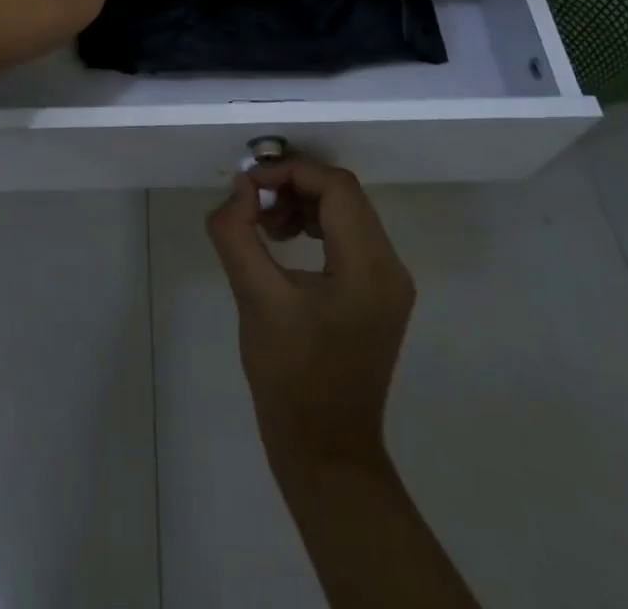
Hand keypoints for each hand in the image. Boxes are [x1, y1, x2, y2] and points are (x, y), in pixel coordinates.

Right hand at [206, 158, 415, 469]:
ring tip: (263, 228)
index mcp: (369, 267)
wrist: (325, 454)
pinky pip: (348, 238)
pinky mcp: (378, 296)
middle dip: (293, 187)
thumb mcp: (255, 299)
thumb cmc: (290, 378)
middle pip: (343, 195)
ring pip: (346, 212)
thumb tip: (237, 191)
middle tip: (251, 204)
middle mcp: (390, 267)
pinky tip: (282, 244)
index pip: (335, 187)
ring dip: (302, 205)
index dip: (288, 173)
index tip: (247, 188)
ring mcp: (388, 283)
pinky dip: (314, 227)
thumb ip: (238, 234)